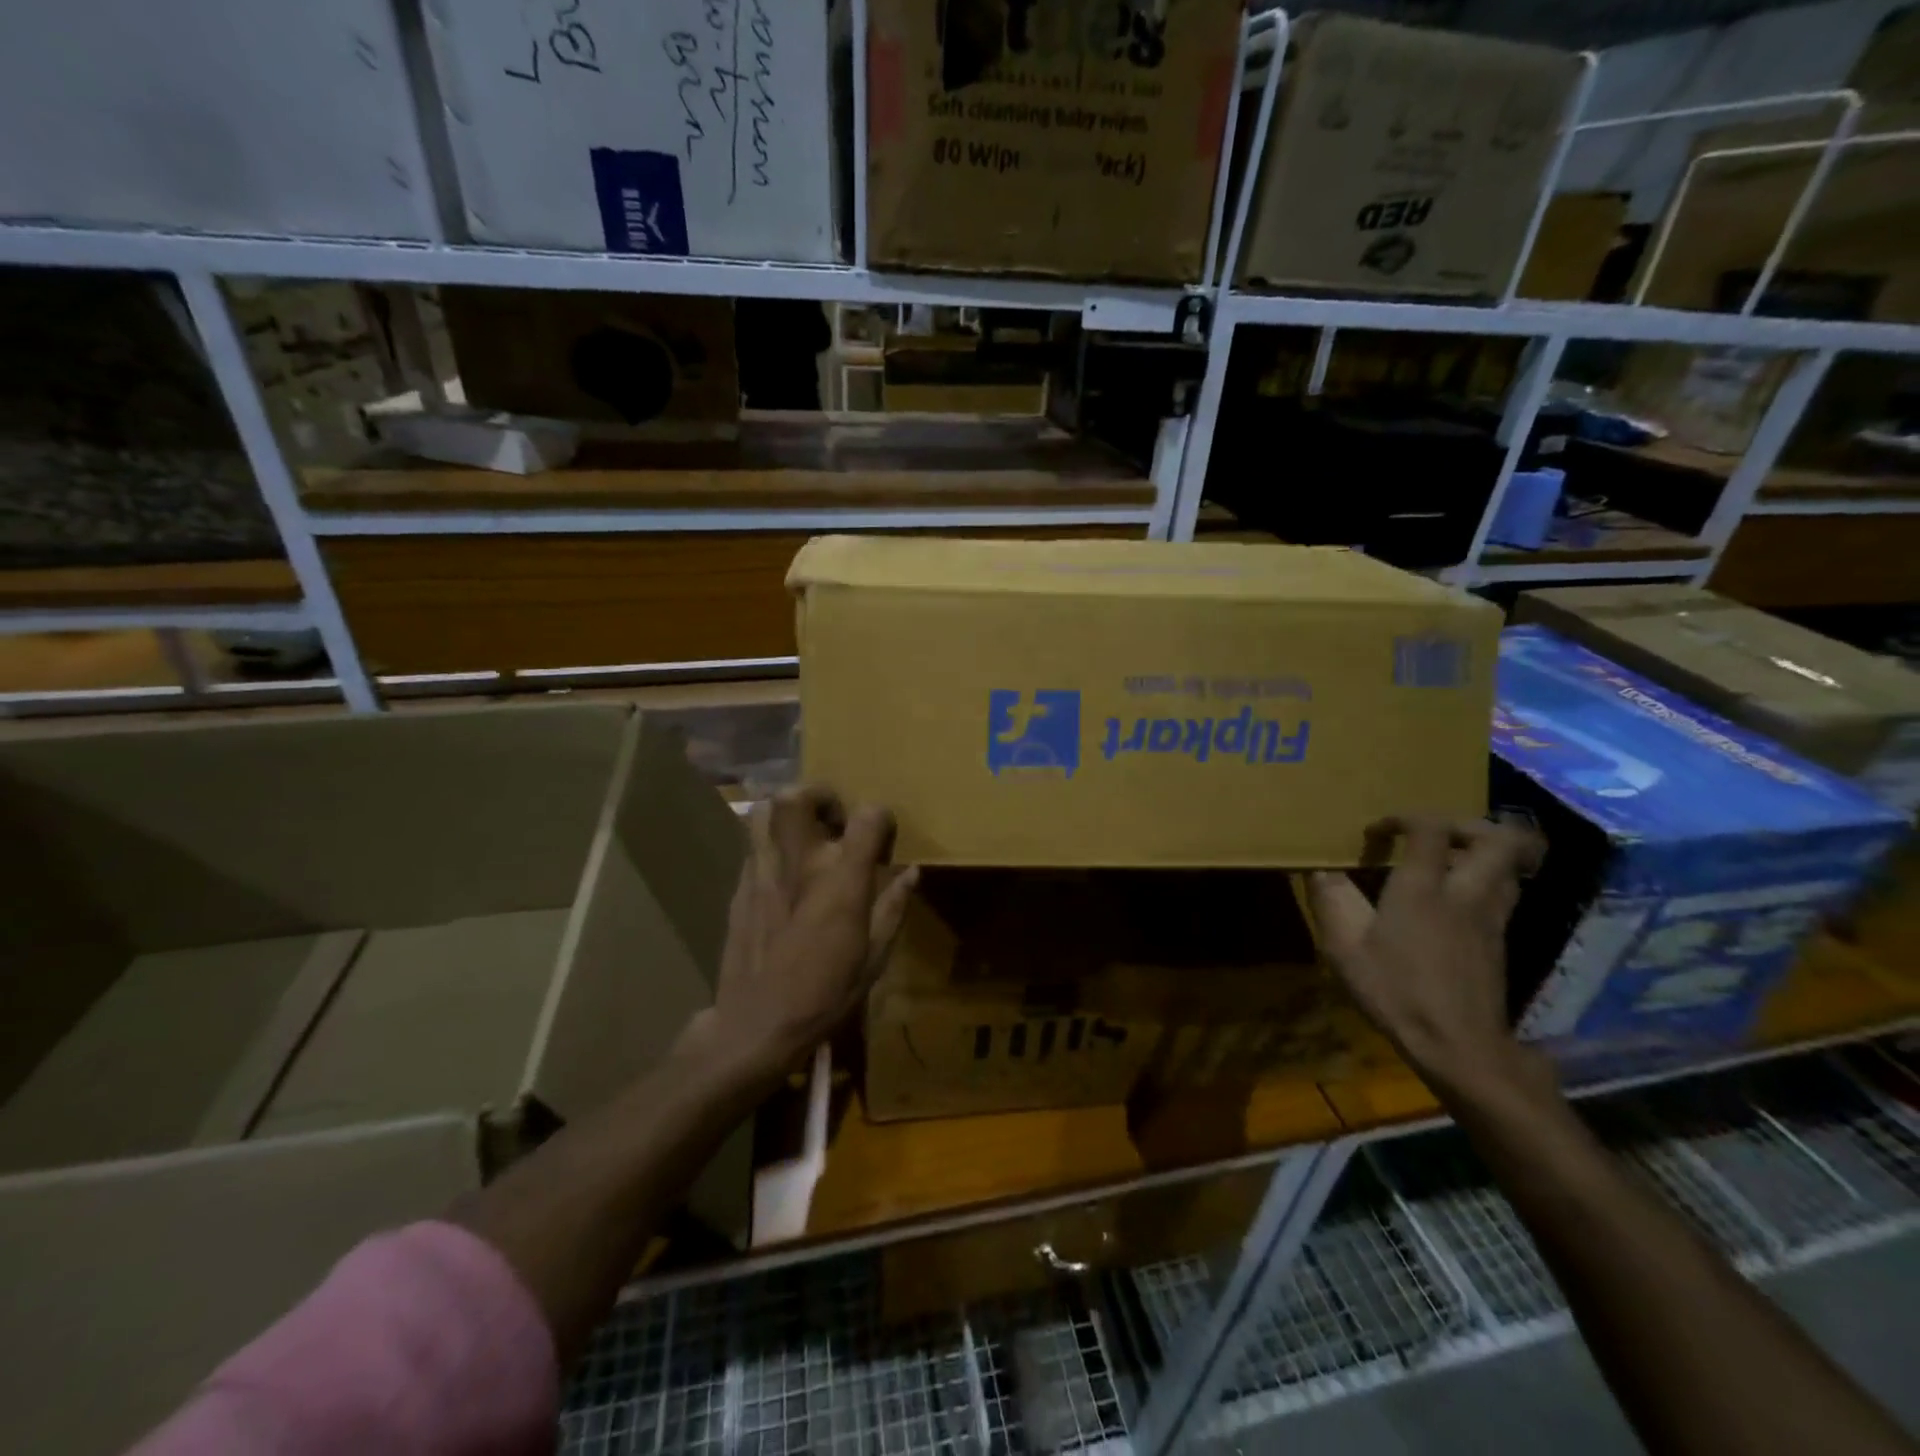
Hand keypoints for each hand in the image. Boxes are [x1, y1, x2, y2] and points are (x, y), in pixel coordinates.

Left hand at [699, 785, 918, 1085]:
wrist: (755, 1026)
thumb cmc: (824, 996)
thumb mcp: (874, 958)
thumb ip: (893, 907)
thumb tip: (911, 873)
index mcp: (841, 881)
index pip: (867, 817)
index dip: (880, 816)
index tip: (884, 833)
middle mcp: (799, 865)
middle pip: (798, 797)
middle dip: (820, 795)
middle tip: (835, 819)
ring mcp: (762, 872)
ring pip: (763, 811)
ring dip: (787, 810)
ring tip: (804, 833)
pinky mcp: (739, 888)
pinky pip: (753, 845)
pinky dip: (772, 843)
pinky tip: (784, 872)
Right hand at [1308, 816, 1550, 1102]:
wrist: (1458, 1046)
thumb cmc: (1396, 991)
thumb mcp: (1345, 947)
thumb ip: (1332, 901)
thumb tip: (1319, 870)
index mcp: (1424, 888)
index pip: (1430, 828)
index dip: (1403, 818)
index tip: (1377, 834)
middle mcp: (1466, 893)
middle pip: (1497, 838)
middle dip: (1467, 825)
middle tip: (1435, 834)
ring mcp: (1491, 918)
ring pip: (1509, 866)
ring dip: (1484, 852)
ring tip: (1449, 861)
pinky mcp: (1500, 941)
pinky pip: (1505, 893)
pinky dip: (1486, 881)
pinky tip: (1455, 900)